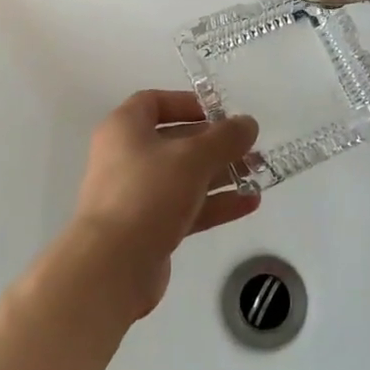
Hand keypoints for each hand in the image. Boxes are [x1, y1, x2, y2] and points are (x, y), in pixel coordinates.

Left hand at [72, 90, 259, 319]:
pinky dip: (213, 204)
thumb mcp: (193, 158)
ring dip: (219, 174)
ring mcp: (135, 195)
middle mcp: (125, 157)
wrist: (112, 266)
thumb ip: (225, 138)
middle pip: (174, 141)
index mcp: (124, 129)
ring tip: (257, 175)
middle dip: (214, 144)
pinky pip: (184, 207)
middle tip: (249, 148)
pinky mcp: (146, 229)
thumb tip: (248, 123)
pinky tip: (249, 203)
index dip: (187, 103)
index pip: (154, 102)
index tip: (219, 113)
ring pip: (183, 177)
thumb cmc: (148, 194)